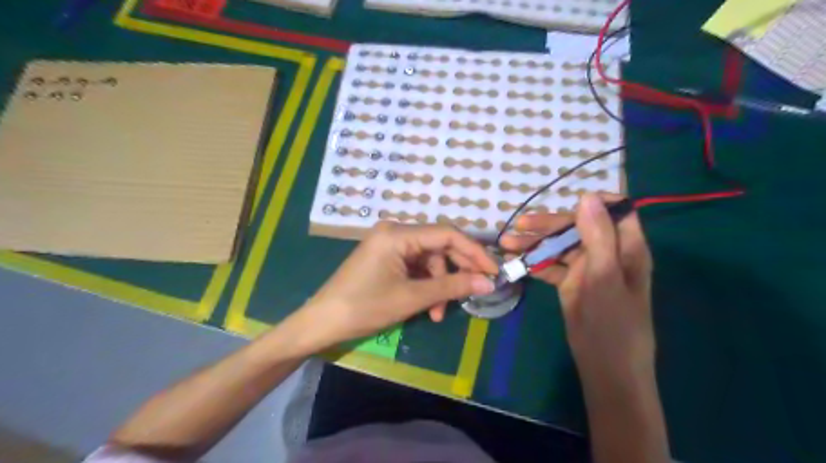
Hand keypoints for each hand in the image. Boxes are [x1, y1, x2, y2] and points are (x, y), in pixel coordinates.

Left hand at [296, 223, 496, 347]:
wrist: (321, 322)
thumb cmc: (364, 307)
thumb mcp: (411, 297)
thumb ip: (451, 286)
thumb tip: (487, 282)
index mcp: (398, 234)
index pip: (447, 234)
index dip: (474, 252)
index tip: (493, 271)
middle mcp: (395, 232)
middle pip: (439, 245)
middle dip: (457, 270)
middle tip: (475, 290)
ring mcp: (389, 245)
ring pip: (429, 260)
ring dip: (439, 285)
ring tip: (439, 313)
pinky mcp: (386, 258)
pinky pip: (415, 267)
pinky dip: (425, 286)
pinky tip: (428, 308)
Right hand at [500, 193, 654, 383]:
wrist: (605, 368)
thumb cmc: (613, 323)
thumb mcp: (605, 277)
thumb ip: (598, 236)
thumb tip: (586, 196)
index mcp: (626, 247)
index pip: (615, 211)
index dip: (593, 202)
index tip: (565, 202)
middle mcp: (606, 253)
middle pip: (578, 227)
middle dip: (549, 225)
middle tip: (519, 226)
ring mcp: (586, 268)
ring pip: (560, 246)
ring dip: (535, 244)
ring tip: (507, 244)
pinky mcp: (571, 283)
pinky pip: (551, 266)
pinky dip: (534, 263)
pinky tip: (515, 262)